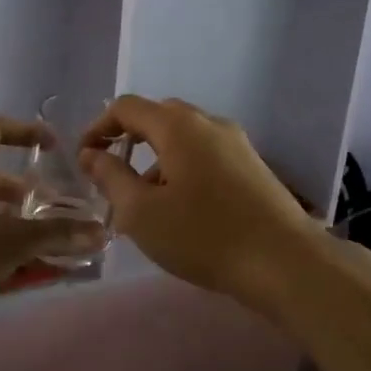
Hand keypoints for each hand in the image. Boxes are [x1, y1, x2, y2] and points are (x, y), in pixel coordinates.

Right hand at [78, 96, 323, 308]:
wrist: (286, 262)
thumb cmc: (204, 235)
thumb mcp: (142, 212)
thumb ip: (110, 177)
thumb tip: (91, 154)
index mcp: (178, 125)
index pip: (126, 107)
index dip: (98, 127)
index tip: (84, 158)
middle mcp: (208, 122)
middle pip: (157, 117)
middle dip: (128, 141)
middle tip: (111, 177)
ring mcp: (236, 142)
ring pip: (183, 138)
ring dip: (156, 160)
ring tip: (145, 204)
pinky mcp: (253, 165)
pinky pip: (205, 154)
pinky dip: (182, 169)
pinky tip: (182, 209)